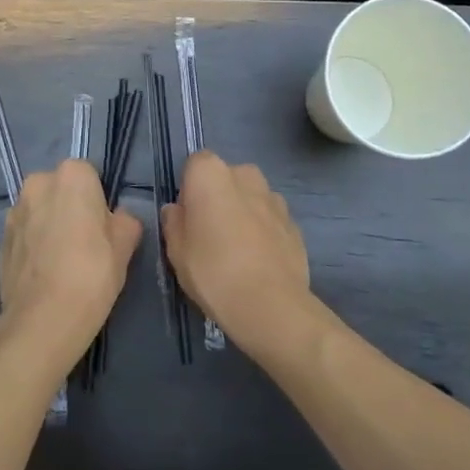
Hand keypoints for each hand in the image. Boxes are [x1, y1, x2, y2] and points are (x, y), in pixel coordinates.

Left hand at [0, 159, 142, 355]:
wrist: (44, 318)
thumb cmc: (92, 273)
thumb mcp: (126, 244)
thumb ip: (125, 220)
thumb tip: (117, 219)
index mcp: (71, 174)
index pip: (90, 175)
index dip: (99, 201)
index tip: (104, 227)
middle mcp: (37, 183)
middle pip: (61, 189)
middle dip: (71, 208)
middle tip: (86, 244)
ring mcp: (14, 211)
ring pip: (40, 211)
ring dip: (50, 225)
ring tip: (62, 262)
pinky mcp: (0, 239)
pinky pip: (25, 233)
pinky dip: (34, 245)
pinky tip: (45, 273)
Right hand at [161, 152, 313, 358]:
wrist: (271, 306)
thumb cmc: (213, 271)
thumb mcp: (176, 251)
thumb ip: (174, 222)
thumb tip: (177, 210)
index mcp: (211, 174)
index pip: (195, 164)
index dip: (189, 189)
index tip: (188, 218)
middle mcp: (245, 175)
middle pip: (226, 178)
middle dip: (218, 198)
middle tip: (210, 235)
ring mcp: (275, 198)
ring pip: (251, 198)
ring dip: (243, 213)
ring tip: (237, 252)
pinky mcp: (295, 223)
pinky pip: (270, 219)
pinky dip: (264, 231)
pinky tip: (258, 262)